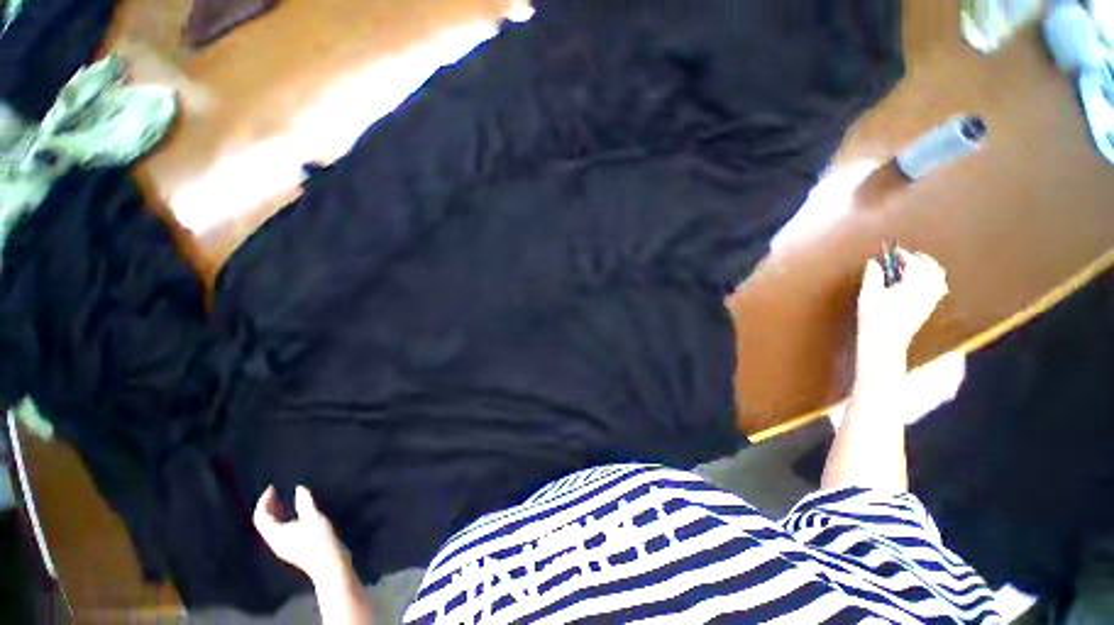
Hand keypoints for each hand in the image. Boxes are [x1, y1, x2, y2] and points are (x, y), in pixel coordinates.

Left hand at [253, 485, 349, 585]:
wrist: (329, 564)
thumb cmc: (319, 539)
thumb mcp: (313, 517)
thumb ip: (305, 502)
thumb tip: (299, 488)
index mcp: (276, 535)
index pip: (261, 517)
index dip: (263, 502)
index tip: (271, 488)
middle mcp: (276, 541)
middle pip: (265, 523)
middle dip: (268, 506)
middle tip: (275, 491)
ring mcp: (284, 546)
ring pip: (273, 527)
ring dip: (276, 512)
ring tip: (283, 499)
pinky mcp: (293, 548)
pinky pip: (281, 531)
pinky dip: (284, 519)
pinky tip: (296, 514)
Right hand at [855, 249, 948, 390]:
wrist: (884, 341)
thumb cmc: (874, 317)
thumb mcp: (869, 294)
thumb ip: (872, 275)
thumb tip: (873, 262)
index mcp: (913, 284)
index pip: (913, 263)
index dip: (903, 255)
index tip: (893, 252)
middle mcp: (927, 290)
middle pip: (932, 269)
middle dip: (922, 260)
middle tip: (909, 255)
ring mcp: (930, 300)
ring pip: (938, 279)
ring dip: (930, 269)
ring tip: (918, 267)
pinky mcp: (928, 309)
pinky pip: (938, 290)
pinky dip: (932, 282)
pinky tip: (921, 284)